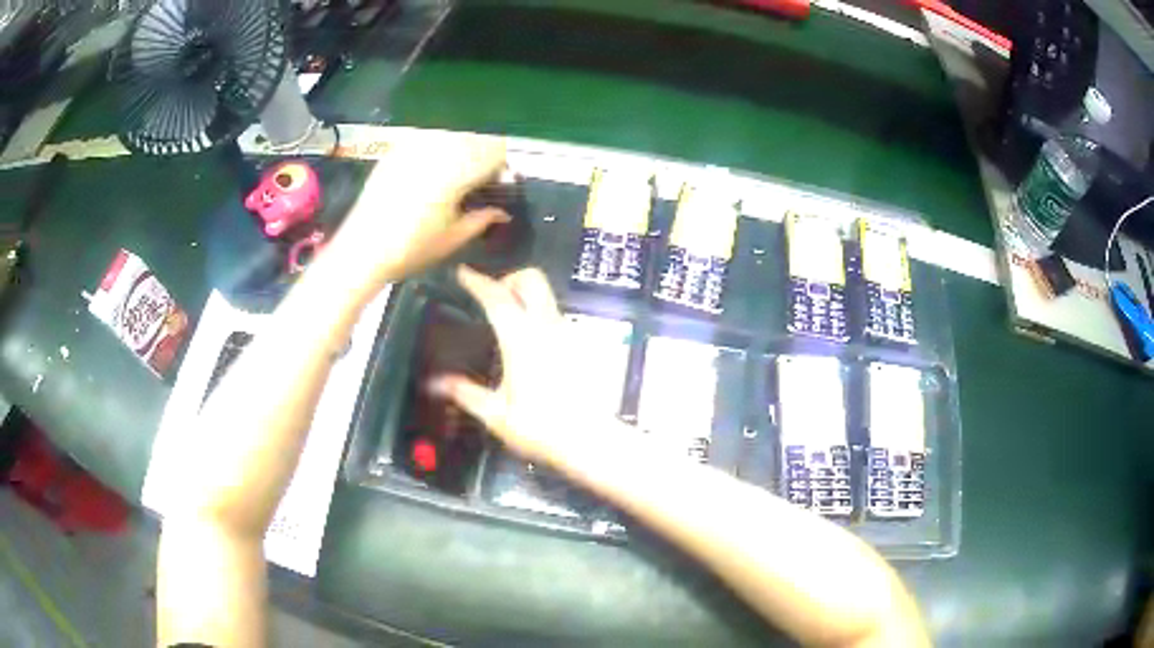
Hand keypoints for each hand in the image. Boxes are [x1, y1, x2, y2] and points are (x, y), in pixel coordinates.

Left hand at [329, 132, 508, 287]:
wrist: (362, 249)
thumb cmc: (411, 249)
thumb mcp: (454, 238)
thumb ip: (483, 219)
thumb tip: (503, 212)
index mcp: (457, 170)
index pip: (495, 150)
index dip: (504, 164)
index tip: (502, 181)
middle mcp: (437, 149)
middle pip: (476, 138)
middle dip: (484, 155)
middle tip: (482, 179)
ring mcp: (414, 146)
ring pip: (452, 134)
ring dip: (462, 149)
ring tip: (458, 174)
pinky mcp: (396, 150)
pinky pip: (427, 138)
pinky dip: (438, 148)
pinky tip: (433, 169)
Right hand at [428, 266, 611, 465]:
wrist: (590, 440)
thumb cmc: (541, 428)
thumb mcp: (496, 415)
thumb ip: (466, 394)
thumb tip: (436, 383)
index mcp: (522, 339)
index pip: (496, 297)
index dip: (477, 281)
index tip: (463, 273)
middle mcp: (547, 327)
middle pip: (532, 279)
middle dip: (509, 279)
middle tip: (491, 298)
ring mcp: (568, 333)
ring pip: (546, 296)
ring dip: (524, 297)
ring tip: (506, 322)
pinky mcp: (580, 345)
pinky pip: (556, 316)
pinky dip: (538, 316)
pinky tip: (530, 345)